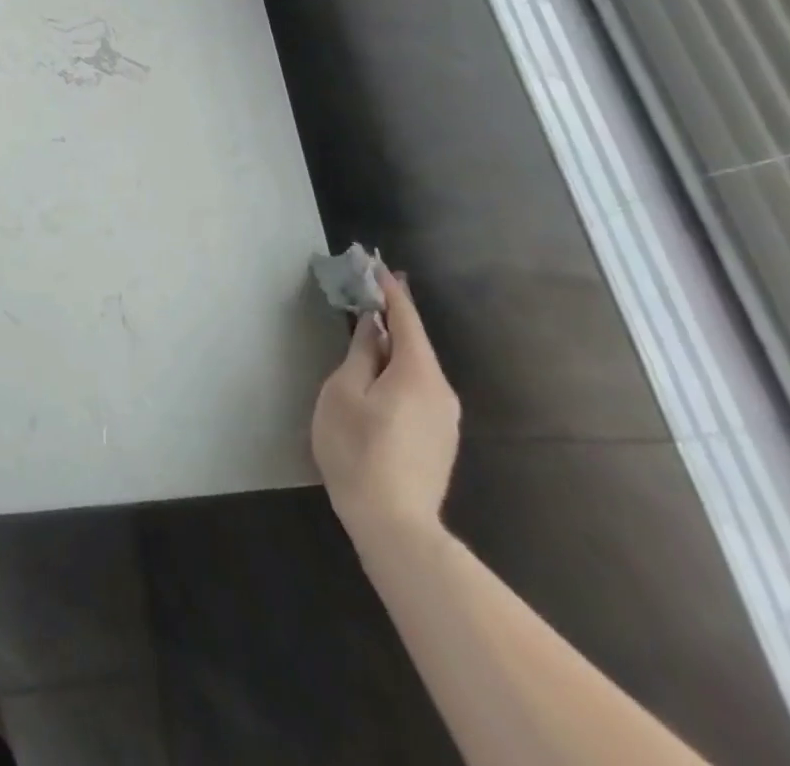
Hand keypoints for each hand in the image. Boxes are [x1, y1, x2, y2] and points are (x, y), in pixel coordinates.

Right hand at [311, 272, 460, 544]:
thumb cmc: (359, 449)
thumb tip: (371, 327)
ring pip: (416, 367)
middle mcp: (441, 390)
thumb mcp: (344, 393)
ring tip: (366, 329)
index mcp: (418, 373)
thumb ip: (360, 354)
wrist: (395, 525)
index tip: (376, 263)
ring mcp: (444, 418)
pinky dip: (398, 369)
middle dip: (391, 315)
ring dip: (392, 345)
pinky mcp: (438, 438)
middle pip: (414, 342)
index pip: (405, 318)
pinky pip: (418, 388)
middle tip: (366, 291)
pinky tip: (377, 374)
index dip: (390, 289)